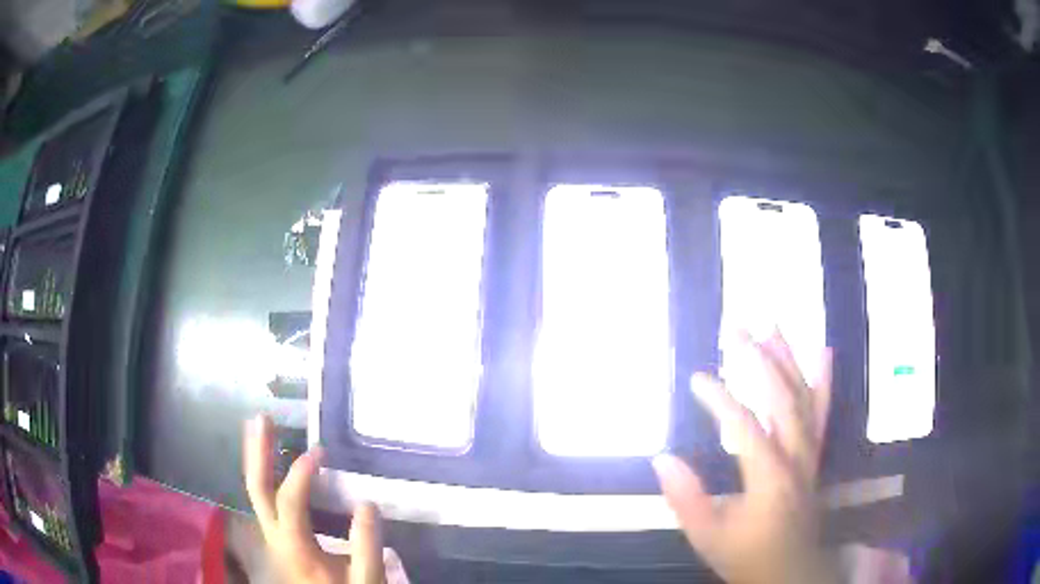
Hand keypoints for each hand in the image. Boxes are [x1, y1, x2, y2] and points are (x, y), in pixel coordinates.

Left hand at [243, 415, 385, 583]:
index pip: (289, 502)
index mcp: (294, 547)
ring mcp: (273, 536)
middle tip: (262, 418)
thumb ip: (366, 548)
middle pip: (257, 490)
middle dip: (258, 453)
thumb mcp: (364, 582)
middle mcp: (274, 537)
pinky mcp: (279, 537)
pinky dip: (265, 475)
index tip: (320, 452)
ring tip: (259, 428)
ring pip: (256, 493)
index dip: (300, 474)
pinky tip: (271, 462)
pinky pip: (266, 500)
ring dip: (257, 459)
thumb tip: (367, 503)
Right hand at [653, 332, 836, 583]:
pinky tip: (824, 354)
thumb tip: (662, 458)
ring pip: (804, 400)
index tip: (697, 378)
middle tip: (738, 329)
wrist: (789, 572)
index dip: (720, 399)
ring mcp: (809, 454)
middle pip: (782, 399)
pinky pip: (822, 413)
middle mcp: (795, 457)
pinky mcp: (814, 456)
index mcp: (769, 478)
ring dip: (789, 361)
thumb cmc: (746, 556)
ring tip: (774, 327)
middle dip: (760, 360)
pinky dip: (823, 382)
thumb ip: (686, 499)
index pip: (744, 427)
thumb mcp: (708, 538)